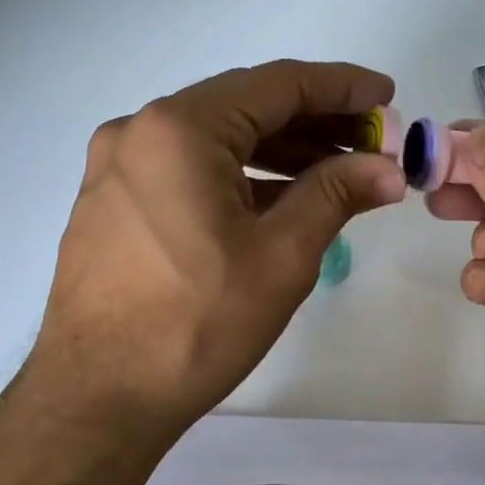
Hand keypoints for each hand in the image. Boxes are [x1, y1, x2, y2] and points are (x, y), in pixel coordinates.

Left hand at [22, 61, 405, 447]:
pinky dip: (237, 178)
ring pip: (215, 141)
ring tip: (336, 174)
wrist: (98, 398)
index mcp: (179, 129)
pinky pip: (186, 171)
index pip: (277, 85)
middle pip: (244, 108)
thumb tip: (386, 168)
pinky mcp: (111, 204)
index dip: (340, 87)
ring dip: (278, 153)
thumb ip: (336, 195)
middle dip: (313, 123)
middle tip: (370, 144)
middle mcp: (139, 131)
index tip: (386, 95)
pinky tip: (279, 201)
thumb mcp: (281, 257)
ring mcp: (117, 168)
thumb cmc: (195, 324)